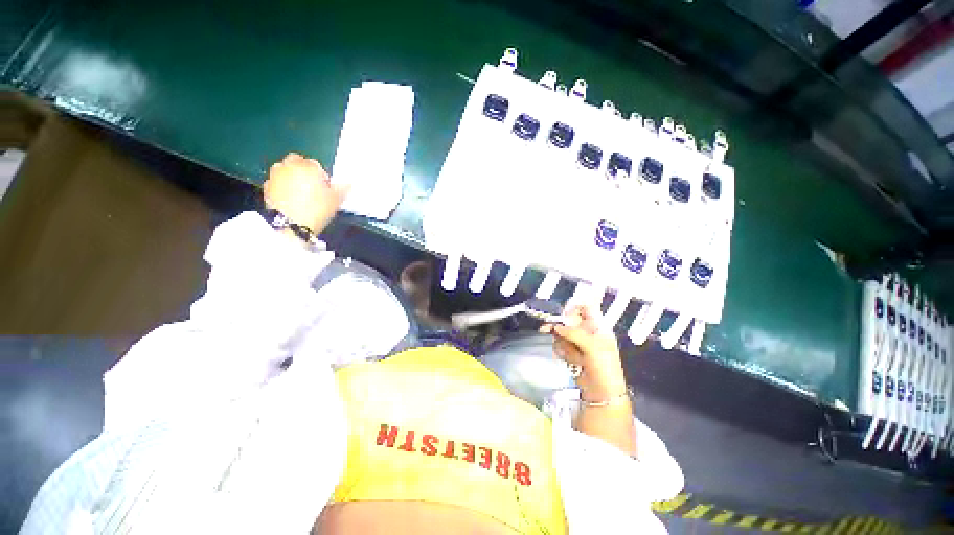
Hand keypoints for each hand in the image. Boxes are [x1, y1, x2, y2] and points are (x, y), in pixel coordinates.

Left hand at [263, 153, 348, 234]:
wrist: (290, 224)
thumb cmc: (316, 209)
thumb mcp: (335, 201)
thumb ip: (342, 189)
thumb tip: (349, 183)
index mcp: (308, 166)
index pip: (316, 165)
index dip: (321, 176)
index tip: (325, 188)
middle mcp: (290, 166)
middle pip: (296, 162)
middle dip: (302, 170)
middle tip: (310, 186)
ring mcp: (275, 175)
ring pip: (284, 170)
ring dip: (290, 176)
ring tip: (298, 193)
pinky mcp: (266, 187)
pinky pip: (276, 183)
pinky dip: (281, 187)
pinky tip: (288, 199)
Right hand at [540, 304, 627, 400]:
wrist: (602, 394)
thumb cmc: (604, 368)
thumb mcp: (593, 348)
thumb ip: (574, 334)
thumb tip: (557, 326)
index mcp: (598, 327)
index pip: (586, 307)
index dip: (574, 307)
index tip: (562, 313)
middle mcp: (588, 331)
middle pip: (569, 319)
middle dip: (559, 325)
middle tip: (547, 328)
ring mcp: (578, 342)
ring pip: (562, 332)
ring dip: (561, 342)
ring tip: (570, 355)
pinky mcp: (571, 352)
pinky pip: (560, 344)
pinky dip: (561, 351)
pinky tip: (567, 359)